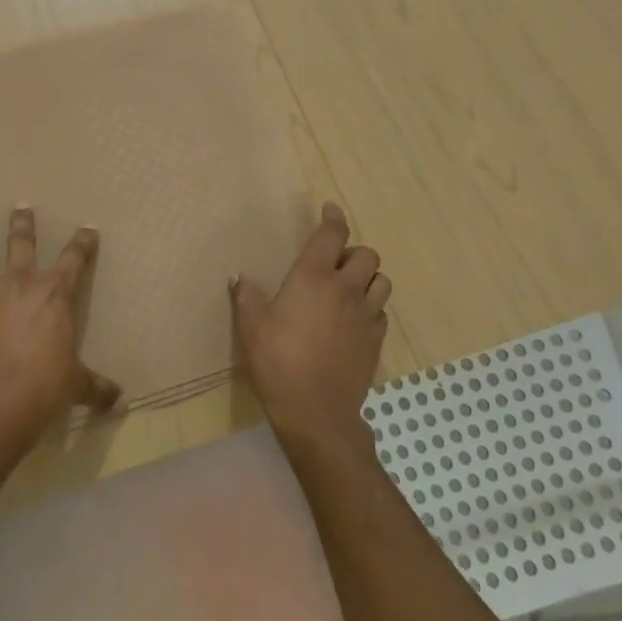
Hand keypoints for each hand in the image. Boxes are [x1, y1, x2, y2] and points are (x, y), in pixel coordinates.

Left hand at [0, 207, 121, 450]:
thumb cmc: (44, 388)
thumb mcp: (76, 386)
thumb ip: (96, 388)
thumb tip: (120, 402)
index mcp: (54, 295)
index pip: (74, 260)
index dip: (83, 243)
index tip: (88, 229)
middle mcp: (19, 286)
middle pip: (21, 245)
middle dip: (22, 225)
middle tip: (21, 208)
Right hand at [231, 202, 390, 448]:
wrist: (317, 412)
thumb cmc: (278, 362)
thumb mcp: (251, 327)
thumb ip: (246, 297)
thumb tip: (239, 277)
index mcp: (313, 277)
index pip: (332, 234)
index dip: (334, 217)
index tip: (330, 209)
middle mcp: (345, 289)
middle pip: (367, 254)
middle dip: (353, 252)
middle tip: (334, 263)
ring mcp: (365, 315)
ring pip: (382, 281)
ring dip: (368, 278)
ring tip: (349, 288)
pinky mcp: (376, 341)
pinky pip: (382, 312)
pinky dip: (372, 306)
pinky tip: (354, 319)